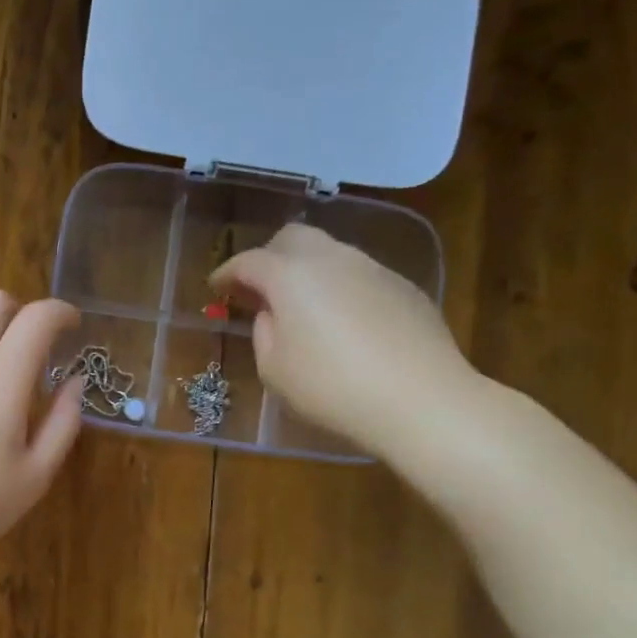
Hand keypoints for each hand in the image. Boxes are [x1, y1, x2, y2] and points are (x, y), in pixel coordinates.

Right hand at [211, 224, 484, 459]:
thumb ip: (264, 332)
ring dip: (306, 271)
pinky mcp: (403, 287)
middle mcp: (332, 259)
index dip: (227, 273)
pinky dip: (339, 288)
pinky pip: (359, 276)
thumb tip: (273, 313)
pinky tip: (342, 323)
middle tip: (257, 290)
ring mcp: (373, 268)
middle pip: (292, 238)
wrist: (420, 400)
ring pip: (329, 253)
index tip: (216, 288)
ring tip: (301, 308)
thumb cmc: (331, 388)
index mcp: (291, 276)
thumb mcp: (274, 370)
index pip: (248, 261)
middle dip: (268, 257)